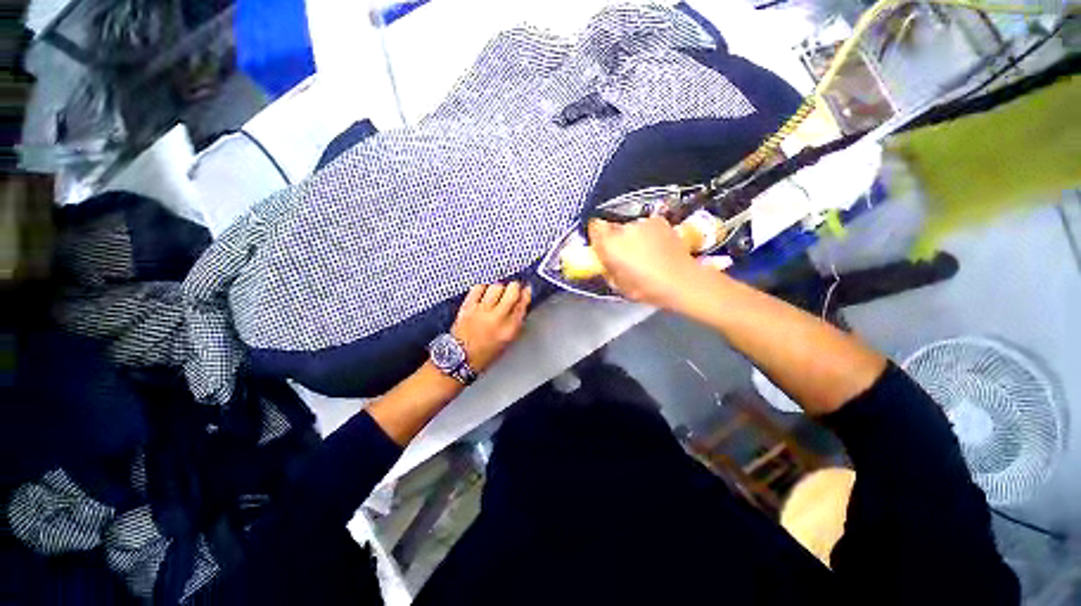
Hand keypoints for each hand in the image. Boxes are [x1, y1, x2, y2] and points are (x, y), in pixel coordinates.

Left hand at [451, 282, 531, 371]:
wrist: (459, 359)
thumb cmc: (484, 354)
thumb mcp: (508, 341)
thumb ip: (516, 322)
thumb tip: (520, 304)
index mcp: (510, 328)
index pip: (523, 303)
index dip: (526, 293)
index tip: (526, 290)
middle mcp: (497, 317)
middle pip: (512, 290)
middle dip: (515, 287)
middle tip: (513, 289)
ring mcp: (481, 310)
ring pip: (496, 286)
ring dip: (499, 287)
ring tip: (498, 293)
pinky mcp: (467, 307)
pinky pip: (478, 288)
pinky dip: (483, 288)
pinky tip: (484, 293)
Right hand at [587, 216, 705, 307]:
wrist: (681, 281)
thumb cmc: (645, 288)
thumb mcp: (617, 284)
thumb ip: (607, 267)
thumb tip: (605, 261)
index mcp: (610, 244)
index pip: (594, 227)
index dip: (597, 236)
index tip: (602, 247)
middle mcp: (624, 228)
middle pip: (613, 228)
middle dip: (616, 239)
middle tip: (625, 255)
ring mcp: (643, 222)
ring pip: (631, 227)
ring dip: (634, 237)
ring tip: (646, 253)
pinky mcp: (659, 221)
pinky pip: (647, 226)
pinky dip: (649, 234)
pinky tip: (658, 248)